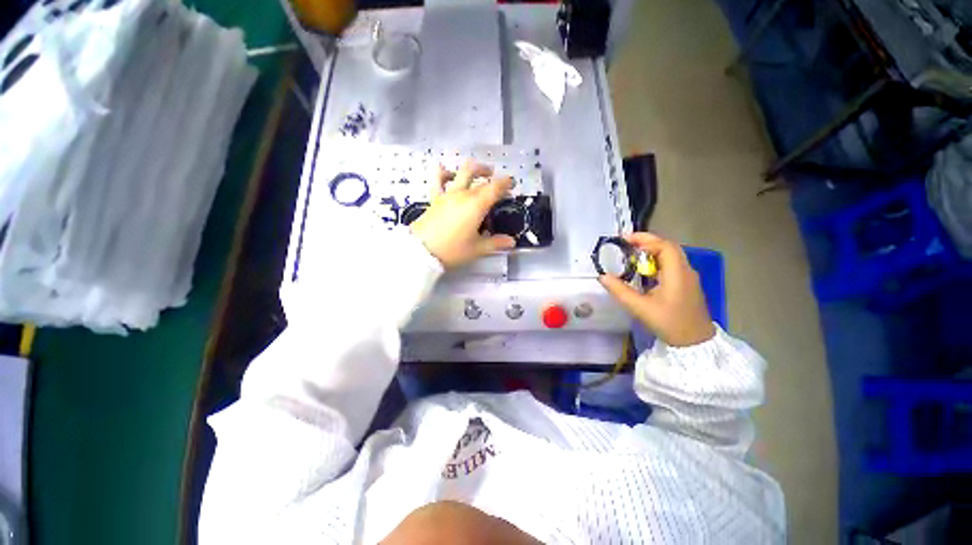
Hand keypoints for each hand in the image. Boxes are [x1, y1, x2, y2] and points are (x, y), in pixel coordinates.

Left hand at [410, 160, 515, 267]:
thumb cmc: (453, 250)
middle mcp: (463, 194)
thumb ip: (496, 243)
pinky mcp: (435, 199)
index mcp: (476, 205)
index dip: (505, 183)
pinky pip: (438, 180)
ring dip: (472, 169)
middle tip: (496, 180)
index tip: (512, 183)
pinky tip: (446, 171)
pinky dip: (443, 173)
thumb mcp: (477, 249)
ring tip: (477, 171)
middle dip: (490, 175)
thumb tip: (512, 242)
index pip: (494, 188)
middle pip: (479, 177)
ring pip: (460, 172)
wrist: (422, 252)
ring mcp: (447, 194)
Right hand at [599, 232, 715, 346]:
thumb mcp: (640, 308)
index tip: (624, 240)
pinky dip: (656, 262)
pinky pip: (671, 265)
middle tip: (626, 245)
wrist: (695, 343)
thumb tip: (602, 277)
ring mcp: (688, 277)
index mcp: (677, 273)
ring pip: (670, 256)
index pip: (664, 246)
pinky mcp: (686, 284)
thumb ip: (620, 291)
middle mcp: (685, 270)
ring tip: (631, 256)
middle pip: (667, 247)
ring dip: (651, 252)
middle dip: (646, 242)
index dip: (644, 239)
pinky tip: (643, 271)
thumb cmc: (670, 324)